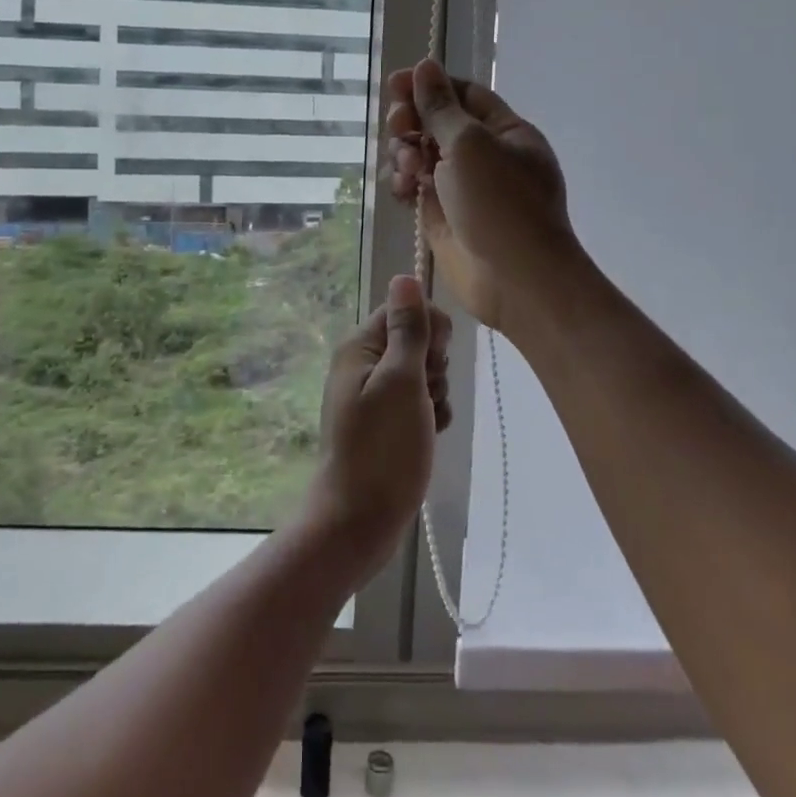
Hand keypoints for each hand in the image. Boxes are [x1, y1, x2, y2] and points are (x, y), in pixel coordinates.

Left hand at [305, 275, 452, 584]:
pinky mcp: (386, 423)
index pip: (406, 309)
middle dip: (434, 367)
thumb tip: (404, 276)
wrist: (360, 520)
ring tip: (424, 424)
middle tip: (424, 396)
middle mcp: (364, 364)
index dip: (429, 330)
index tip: (432, 361)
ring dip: (435, 395)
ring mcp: (375, 395)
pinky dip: (430, 416)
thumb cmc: (383, 448)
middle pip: (417, 341)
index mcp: (360, 346)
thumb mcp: (401, 381)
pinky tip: (428, 436)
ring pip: (424, 374)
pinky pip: (420, 404)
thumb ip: (408, 328)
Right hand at [385, 58, 577, 331]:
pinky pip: (416, 188)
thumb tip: (424, 66)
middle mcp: (485, 155)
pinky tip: (400, 189)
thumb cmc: (500, 204)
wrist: (516, 282)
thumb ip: (441, 107)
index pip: (463, 94)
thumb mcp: (470, 145)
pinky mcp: (444, 216)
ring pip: (422, 155)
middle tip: (398, 127)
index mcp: (505, 131)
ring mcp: (463, 187)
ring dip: (405, 153)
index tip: (394, 83)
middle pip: (438, 123)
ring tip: (407, 167)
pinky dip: (403, 184)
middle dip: (413, 120)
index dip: (429, 85)